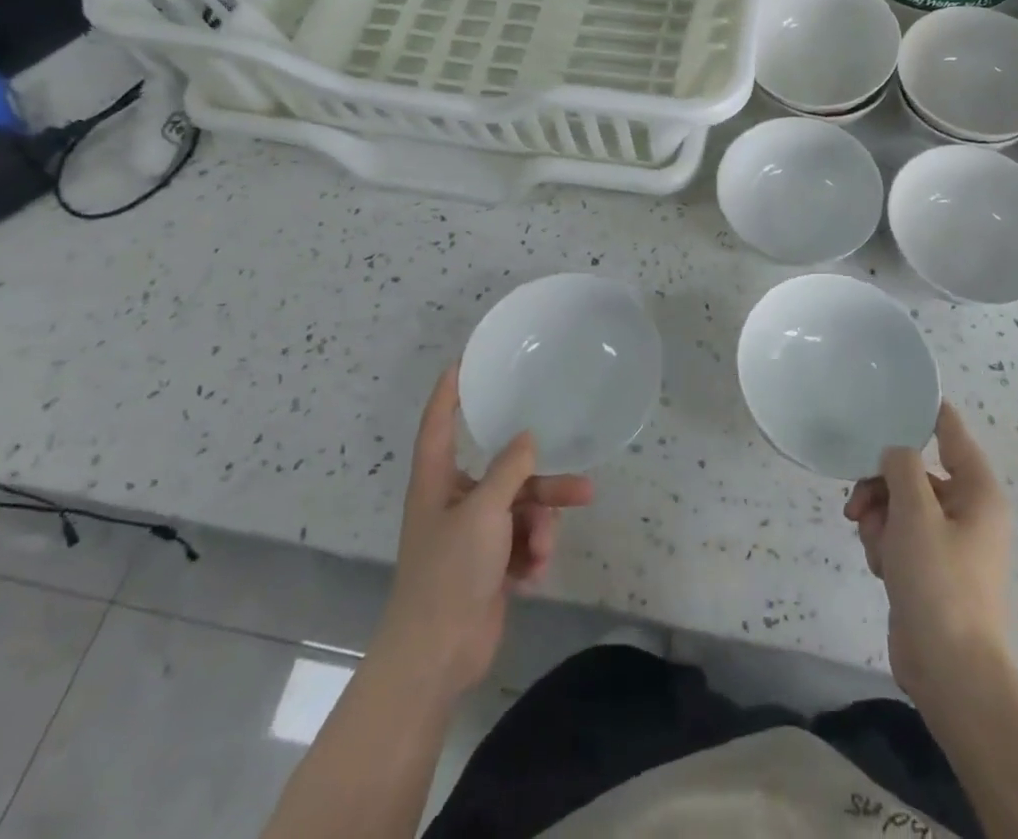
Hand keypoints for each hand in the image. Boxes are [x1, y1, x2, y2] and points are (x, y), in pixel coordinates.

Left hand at [377, 365, 594, 698]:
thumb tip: (527, 438)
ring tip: (546, 548)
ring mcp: (473, 535)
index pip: (440, 422)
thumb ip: (510, 469)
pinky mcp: (489, 565)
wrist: (436, 656)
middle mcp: (454, 501)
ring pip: (522, 511)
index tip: (464, 361)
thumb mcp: (484, 512)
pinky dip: (532, 555)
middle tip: (581, 485)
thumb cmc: (450, 572)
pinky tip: (532, 575)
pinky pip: (522, 543)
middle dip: (542, 484)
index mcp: (437, 480)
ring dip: (541, 527)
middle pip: (505, 474)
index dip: (450, 391)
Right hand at [844, 402, 1013, 700]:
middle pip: (914, 471)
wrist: (951, 671)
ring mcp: (947, 542)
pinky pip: (898, 535)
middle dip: (881, 484)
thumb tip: (895, 452)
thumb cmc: (940, 582)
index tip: (896, 392)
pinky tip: (880, 566)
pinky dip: (883, 543)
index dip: (927, 410)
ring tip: (870, 542)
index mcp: (977, 492)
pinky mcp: (929, 569)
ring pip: (900, 504)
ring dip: (878, 517)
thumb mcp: (916, 513)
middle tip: (857, 501)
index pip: (952, 432)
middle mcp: (966, 511)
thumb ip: (902, 467)